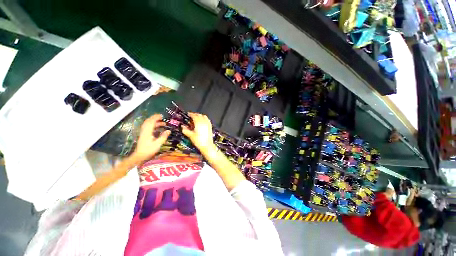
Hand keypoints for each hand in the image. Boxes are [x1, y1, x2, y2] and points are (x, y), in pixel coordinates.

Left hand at [132, 114, 170, 161]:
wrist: (139, 155)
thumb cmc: (149, 150)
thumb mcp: (158, 144)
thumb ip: (163, 137)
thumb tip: (169, 130)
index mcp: (148, 132)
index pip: (151, 122)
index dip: (156, 118)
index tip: (162, 116)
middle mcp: (144, 131)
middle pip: (148, 121)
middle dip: (154, 118)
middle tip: (162, 117)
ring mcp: (143, 132)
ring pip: (147, 124)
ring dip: (154, 122)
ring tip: (162, 123)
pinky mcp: (143, 135)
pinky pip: (147, 127)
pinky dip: (152, 125)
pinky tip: (157, 128)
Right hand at [182, 112, 214, 152]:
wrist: (207, 146)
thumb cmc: (198, 141)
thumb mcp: (190, 136)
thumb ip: (186, 130)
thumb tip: (182, 126)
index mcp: (198, 123)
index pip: (194, 116)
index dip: (191, 114)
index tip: (188, 114)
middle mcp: (204, 122)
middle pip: (199, 115)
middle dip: (195, 115)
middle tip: (191, 116)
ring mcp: (208, 124)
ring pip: (204, 116)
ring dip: (200, 116)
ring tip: (196, 118)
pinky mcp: (210, 127)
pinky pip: (207, 120)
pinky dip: (204, 118)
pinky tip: (202, 121)